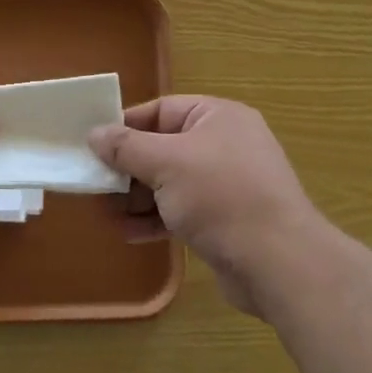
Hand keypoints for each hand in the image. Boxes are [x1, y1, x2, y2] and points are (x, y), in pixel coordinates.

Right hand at [89, 96, 324, 315]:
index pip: (161, 110)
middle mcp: (224, 144)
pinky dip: (156, 219)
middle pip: (162, 148)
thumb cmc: (220, 196)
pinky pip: (182, 211)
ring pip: (170, 183)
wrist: (278, 262)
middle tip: (95, 186)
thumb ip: (126, 147)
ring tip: (106, 214)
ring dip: (137, 198)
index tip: (93, 145)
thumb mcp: (166, 163)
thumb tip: (95, 133)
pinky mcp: (225, 220)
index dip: (126, 126)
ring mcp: (226, 184)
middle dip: (127, 169)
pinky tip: (129, 234)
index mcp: (217, 117)